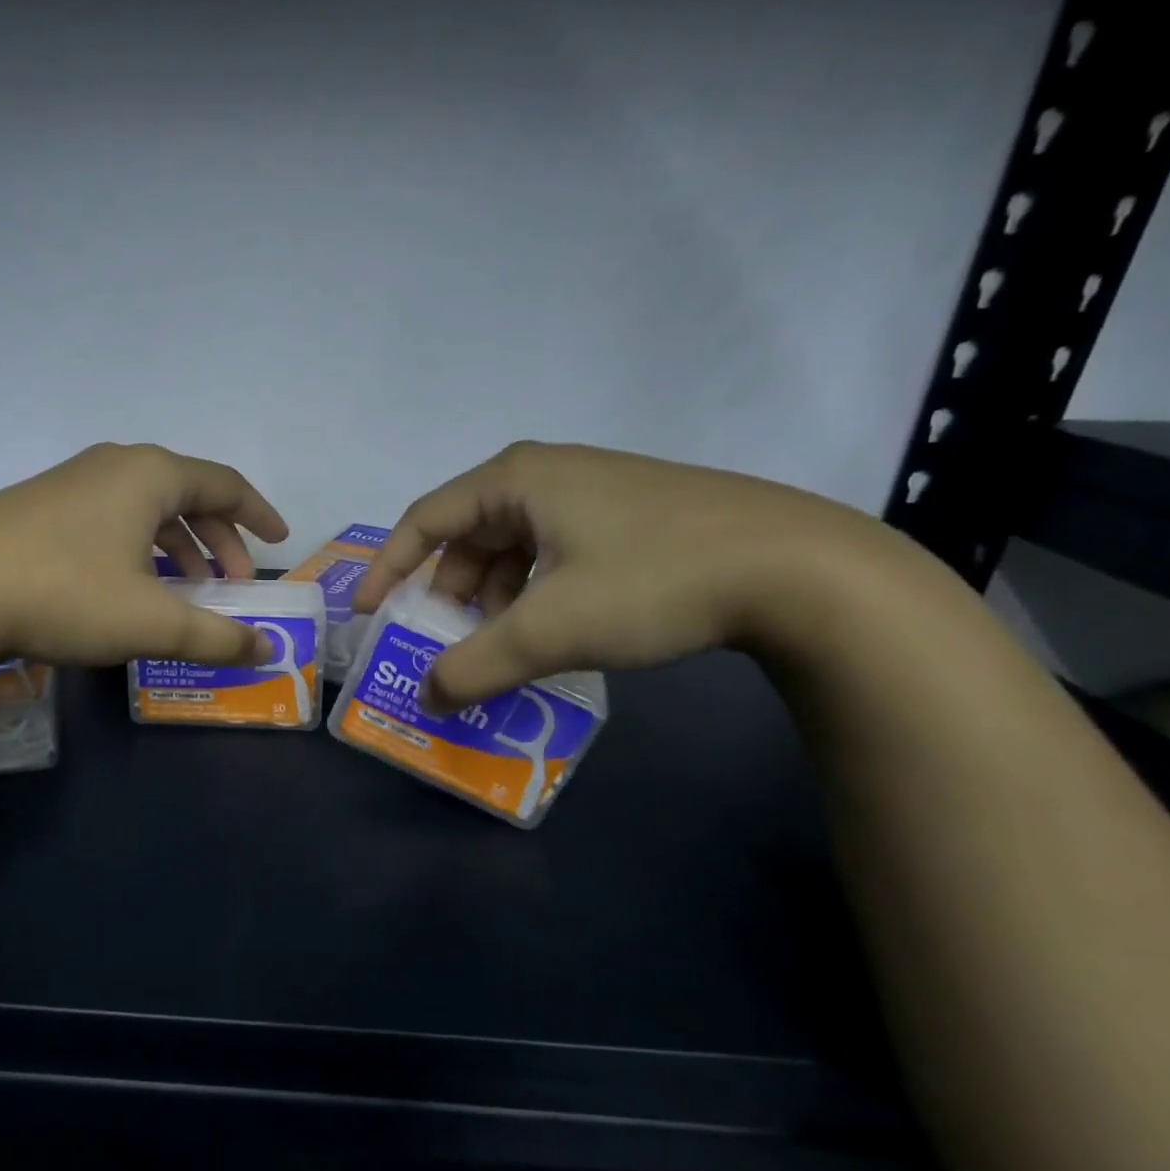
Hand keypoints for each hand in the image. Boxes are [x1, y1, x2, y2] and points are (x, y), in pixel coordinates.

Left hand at [0, 443, 289, 669]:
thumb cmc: (65, 593)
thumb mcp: (152, 621)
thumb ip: (217, 637)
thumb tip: (265, 650)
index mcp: (150, 476)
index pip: (225, 484)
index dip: (258, 514)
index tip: (279, 541)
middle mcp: (114, 467)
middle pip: (187, 495)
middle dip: (219, 541)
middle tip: (232, 585)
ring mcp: (71, 483)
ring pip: (145, 510)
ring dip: (178, 548)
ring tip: (187, 592)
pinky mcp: (39, 508)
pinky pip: (111, 520)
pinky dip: (139, 550)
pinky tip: (130, 588)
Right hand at [352, 441, 890, 707]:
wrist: (802, 568)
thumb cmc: (655, 579)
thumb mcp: (551, 628)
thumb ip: (476, 665)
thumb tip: (427, 696)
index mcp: (516, 479)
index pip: (424, 519)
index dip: (388, 568)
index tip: (367, 614)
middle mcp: (547, 474)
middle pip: (469, 535)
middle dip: (448, 593)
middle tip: (442, 642)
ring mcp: (593, 493)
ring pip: (514, 548)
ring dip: (494, 599)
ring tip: (501, 646)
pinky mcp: (629, 517)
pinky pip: (554, 554)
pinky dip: (535, 594)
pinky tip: (552, 630)